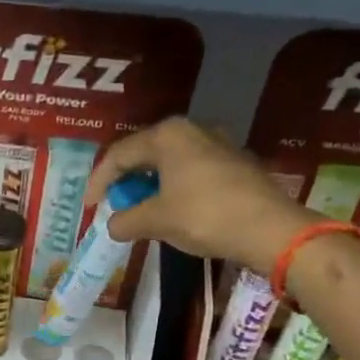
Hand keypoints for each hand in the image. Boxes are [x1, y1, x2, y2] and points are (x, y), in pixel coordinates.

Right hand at [86, 117, 311, 271]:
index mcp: (168, 135)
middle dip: (125, 182)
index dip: (99, 182)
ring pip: (170, 163)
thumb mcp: (155, 221)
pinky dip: (174, 189)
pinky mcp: (235, 164)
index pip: (119, 155)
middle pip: (145, 154)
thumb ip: (125, 221)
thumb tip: (113, 225)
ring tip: (140, 212)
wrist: (269, 229)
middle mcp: (192, 130)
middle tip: (114, 206)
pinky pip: (191, 172)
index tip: (90, 208)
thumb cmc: (204, 216)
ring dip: (150, 187)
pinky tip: (172, 212)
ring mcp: (218, 145)